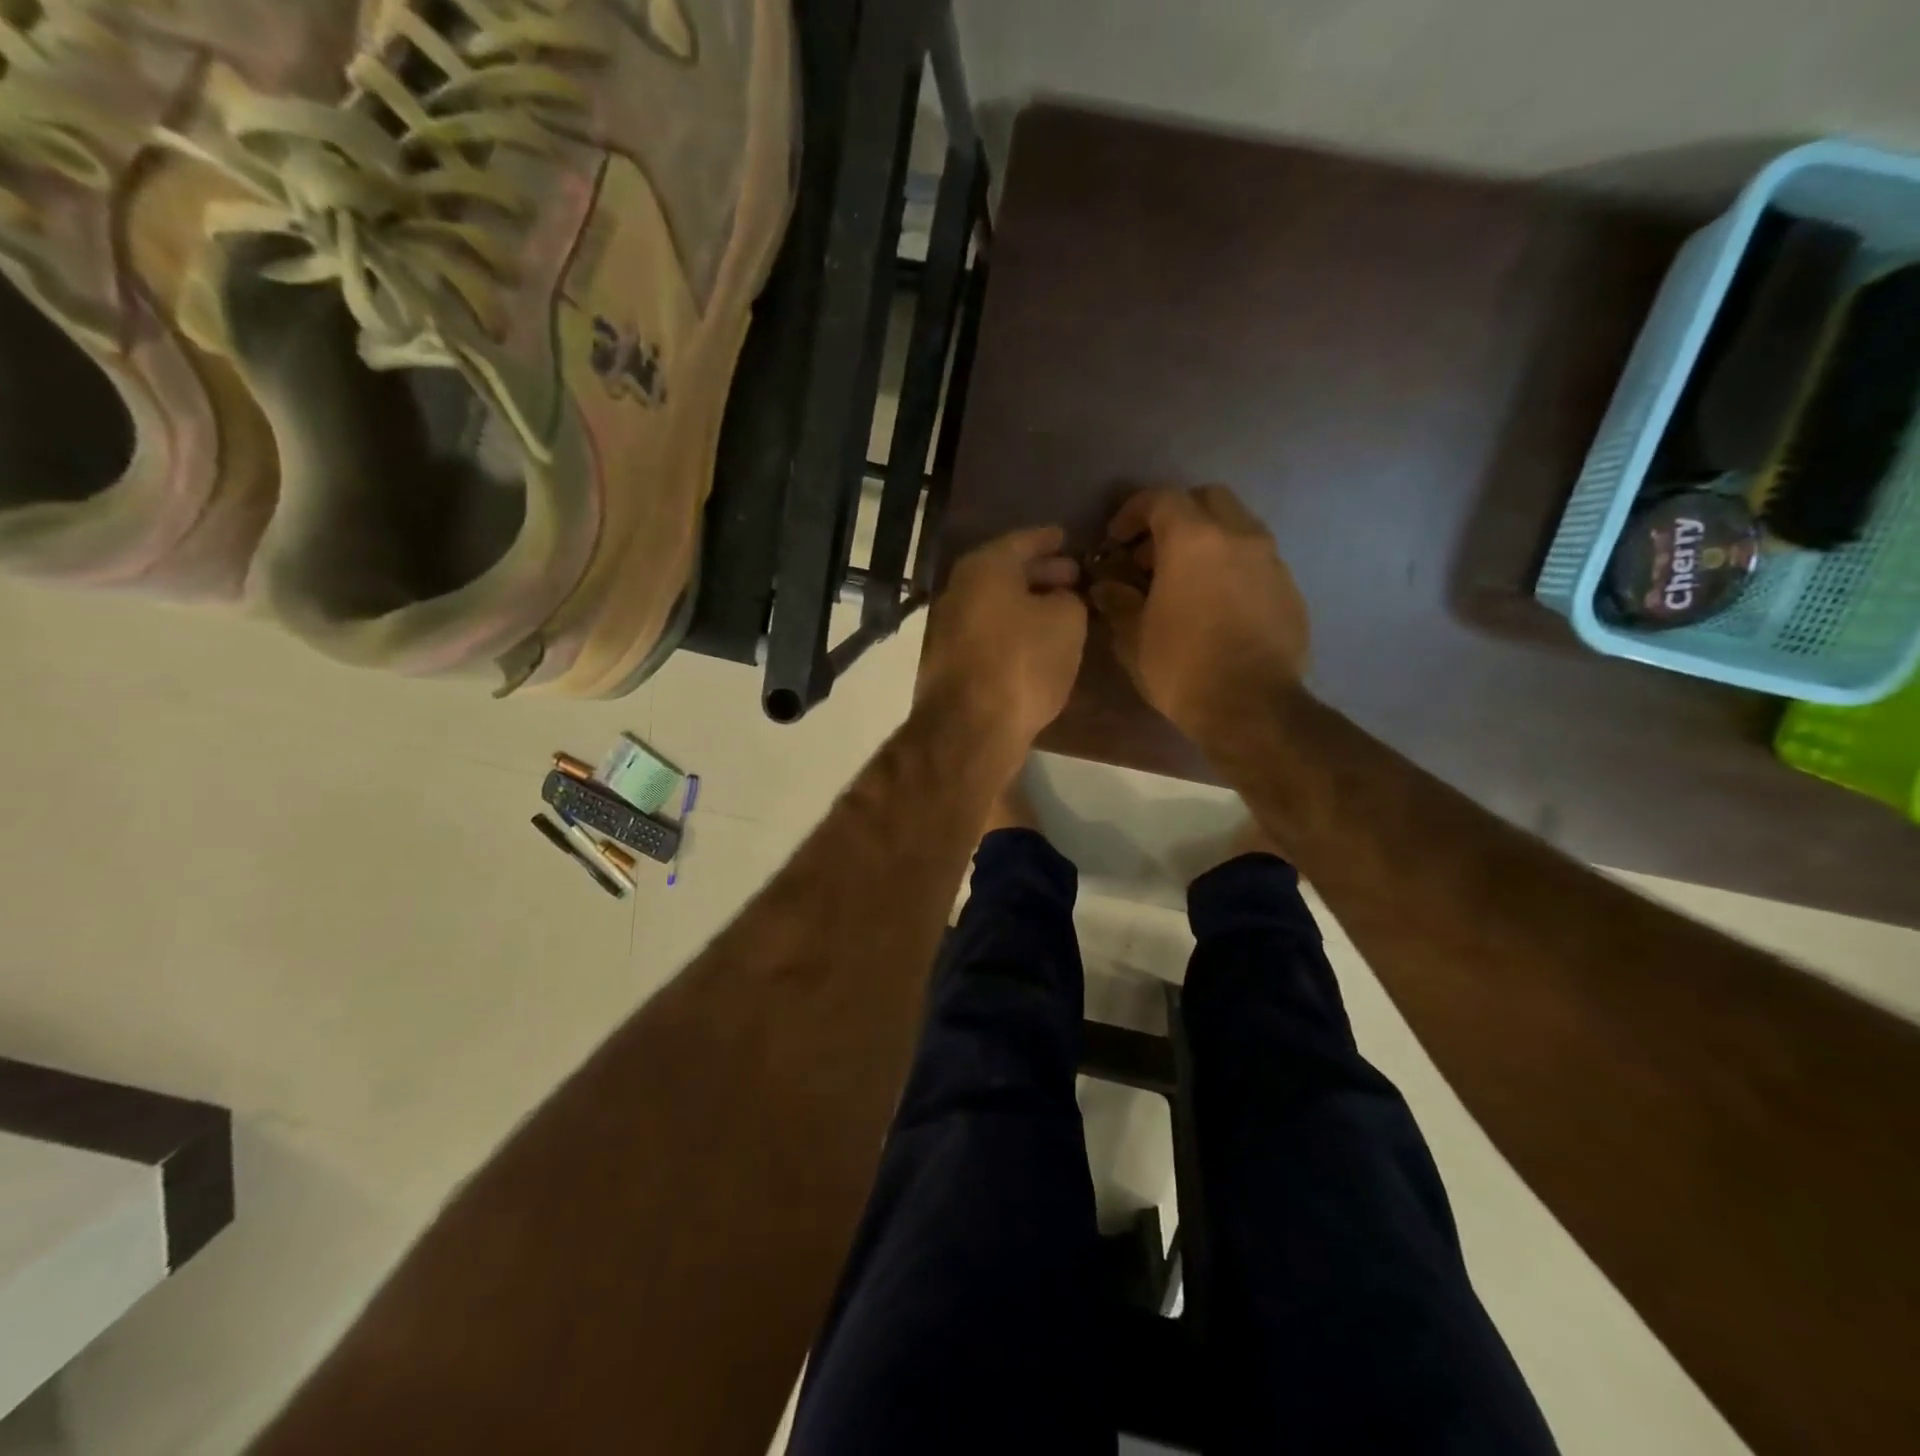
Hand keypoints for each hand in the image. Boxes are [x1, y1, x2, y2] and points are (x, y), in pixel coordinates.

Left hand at [918, 526, 1087, 769]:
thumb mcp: (1066, 622)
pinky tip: (1036, 643)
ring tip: (1060, 611)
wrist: (971, 728)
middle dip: (1040, 573)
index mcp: (984, 568)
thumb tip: (1058, 600)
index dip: (1049, 540)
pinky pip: (989, 632)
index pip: (1022, 541)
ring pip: (996, 604)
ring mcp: (948, 628)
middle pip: (1005, 573)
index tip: (1068, 539)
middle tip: (1073, 577)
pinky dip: (1013, 630)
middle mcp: (959, 590)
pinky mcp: (949, 662)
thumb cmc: (1022, 663)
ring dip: (1027, 605)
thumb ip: (1068, 599)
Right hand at [1089, 486, 1309, 746]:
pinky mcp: (1289, 588)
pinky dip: (1232, 566)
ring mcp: (1270, 560)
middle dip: (1176, 516)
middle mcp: (1238, 536)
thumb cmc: (1182, 667)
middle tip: (1152, 553)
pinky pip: (1256, 560)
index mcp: (1194, 540)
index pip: (1161, 498)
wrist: (1252, 707)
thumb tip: (1105, 586)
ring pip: (1237, 526)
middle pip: (1207, 499)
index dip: (1132, 511)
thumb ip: (1118, 602)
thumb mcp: (1134, 638)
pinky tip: (1216, 602)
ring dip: (1208, 540)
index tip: (1116, 539)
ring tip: (1185, 579)